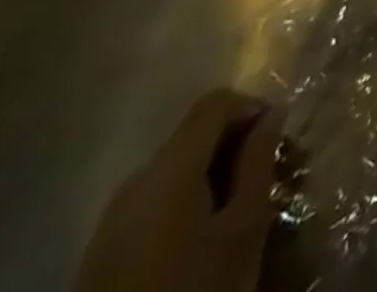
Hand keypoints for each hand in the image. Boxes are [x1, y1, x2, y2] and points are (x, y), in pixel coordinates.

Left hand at [74, 89, 282, 291]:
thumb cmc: (195, 288)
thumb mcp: (243, 227)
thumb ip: (258, 161)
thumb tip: (272, 114)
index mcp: (168, 169)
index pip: (215, 102)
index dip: (252, 106)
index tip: (276, 136)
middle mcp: (134, 181)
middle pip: (193, 135)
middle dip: (233, 144)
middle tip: (263, 173)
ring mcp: (110, 218)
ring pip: (173, 168)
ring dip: (209, 173)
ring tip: (234, 206)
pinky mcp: (100, 250)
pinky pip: (152, 200)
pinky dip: (183, 200)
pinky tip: (199, 235)